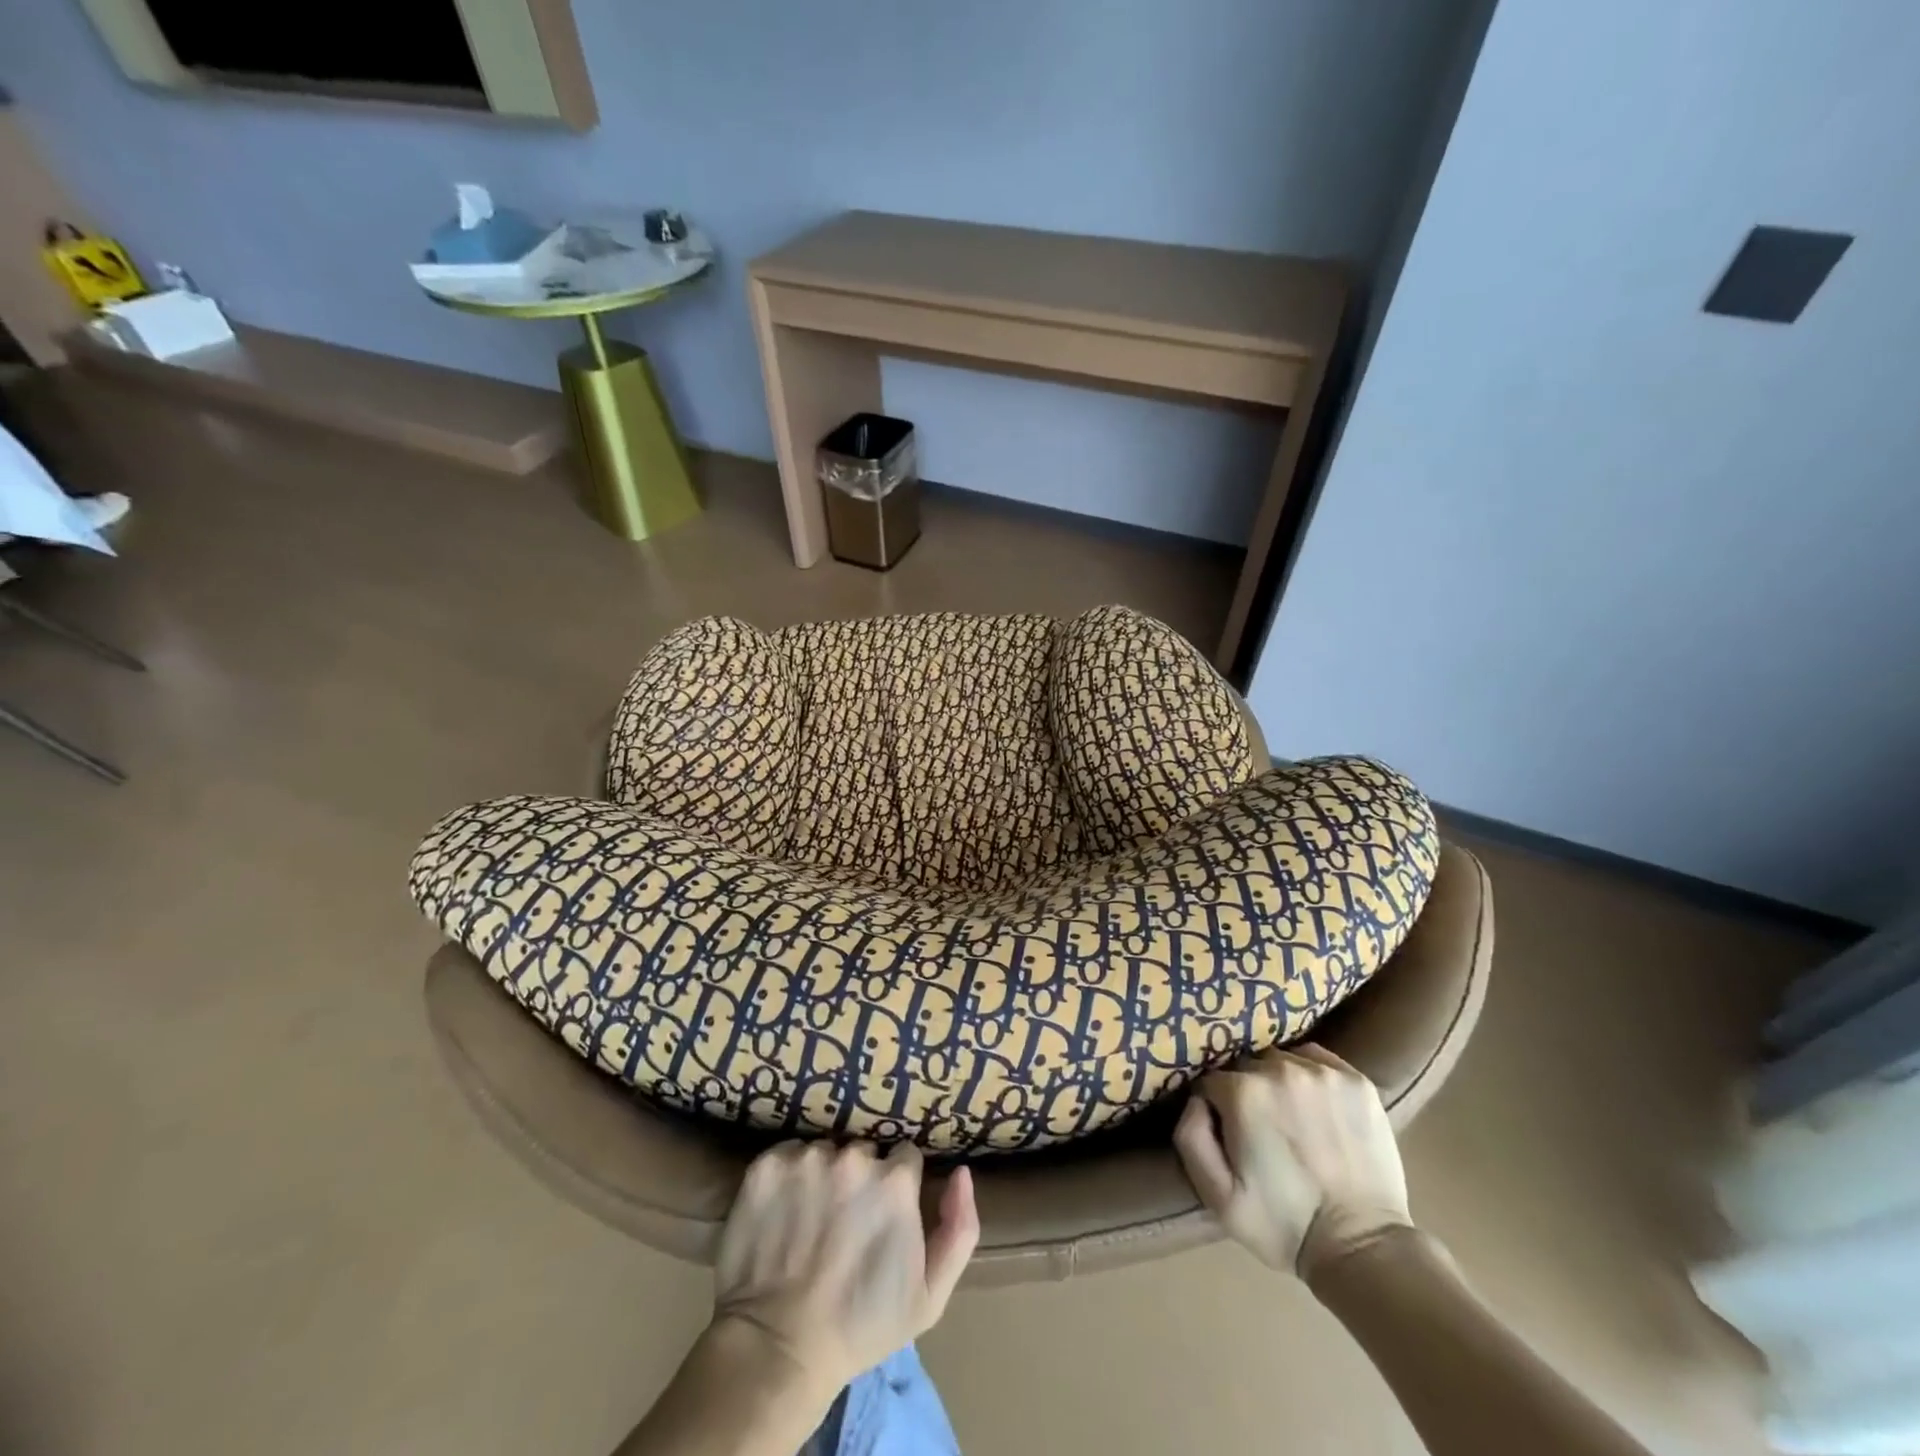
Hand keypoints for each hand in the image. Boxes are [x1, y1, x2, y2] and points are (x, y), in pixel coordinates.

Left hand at [711, 1140, 978, 1399]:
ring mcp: (807, 1159)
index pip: (904, 1158)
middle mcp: (853, 1158)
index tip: (882, 1216)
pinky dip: (787, 1177)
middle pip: (864, 1151)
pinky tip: (784, 1212)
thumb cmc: (862, 1326)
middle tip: (844, 1222)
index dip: (897, 1186)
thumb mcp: (930, 1295)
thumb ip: (960, 1228)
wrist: (779, 1350)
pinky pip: (787, 1155)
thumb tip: (961, 1172)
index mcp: (895, 1180)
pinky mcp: (767, 1167)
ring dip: (823, 1176)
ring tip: (811, 1220)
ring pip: (825, 1152)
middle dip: (859, 1179)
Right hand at [1175, 1044, 1411, 1277]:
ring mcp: (1323, 1073)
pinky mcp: (1357, 1080)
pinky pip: (1316, 1058)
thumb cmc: (1283, 1224)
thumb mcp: (1217, 1196)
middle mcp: (1280, 1069)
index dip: (1215, 1107)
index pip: (1211, 1081)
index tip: (1228, 1133)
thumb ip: (1190, 1136)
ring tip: (1290, 1118)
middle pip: (1246, 1066)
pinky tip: (1314, 1105)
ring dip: (1278, 1081)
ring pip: (1281, 1060)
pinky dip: (1309, 1073)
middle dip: (1246, 1091)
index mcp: (1242, 1092)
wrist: (1363, 1249)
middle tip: (1261, 1129)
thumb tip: (1195, 1099)